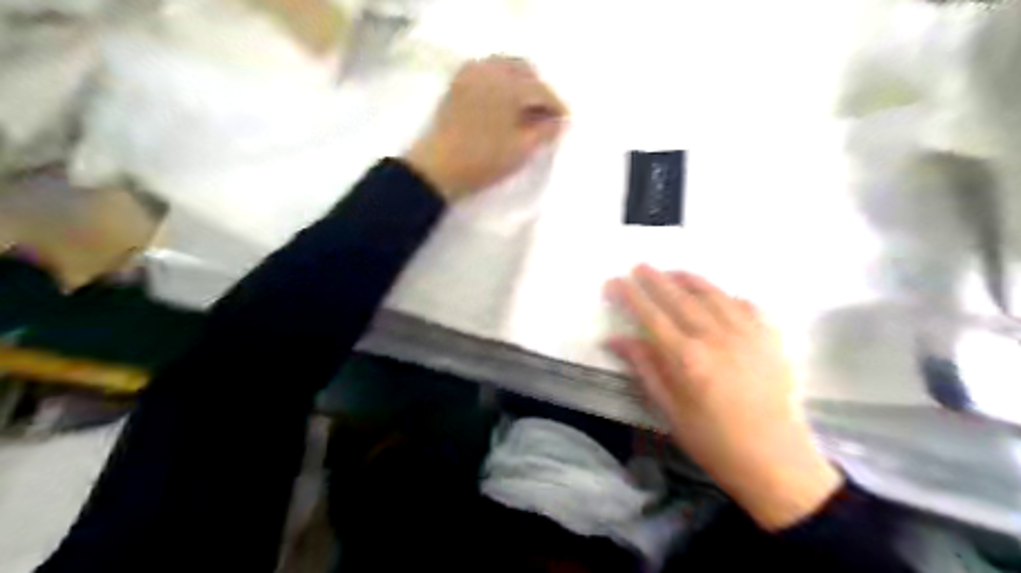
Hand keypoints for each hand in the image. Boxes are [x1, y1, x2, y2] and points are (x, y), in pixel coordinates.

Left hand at [406, 55, 566, 200]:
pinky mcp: (458, 83)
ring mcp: (471, 74)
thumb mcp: (521, 150)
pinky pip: (486, 70)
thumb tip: (560, 121)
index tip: (564, 122)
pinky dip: (499, 80)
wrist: (438, 168)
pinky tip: (502, 102)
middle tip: (544, 115)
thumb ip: (545, 132)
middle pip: (524, 70)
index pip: (541, 90)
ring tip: (524, 109)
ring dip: (519, 82)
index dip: (556, 106)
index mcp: (508, 86)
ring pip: (504, 66)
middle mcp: (490, 70)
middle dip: (538, 90)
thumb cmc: (484, 161)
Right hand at [605, 266, 836, 529]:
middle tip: (638, 266)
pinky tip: (717, 296)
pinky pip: (744, 304)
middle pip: (678, 298)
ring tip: (671, 272)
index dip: (630, 295)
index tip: (614, 281)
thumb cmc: (713, 441)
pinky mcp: (770, 337)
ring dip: (688, 279)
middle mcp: (716, 337)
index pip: (651, 315)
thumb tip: (614, 339)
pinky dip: (726, 295)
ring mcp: (747, 334)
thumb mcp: (669, 410)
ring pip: (712, 294)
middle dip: (655, 279)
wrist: (775, 460)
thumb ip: (644, 367)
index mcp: (687, 359)